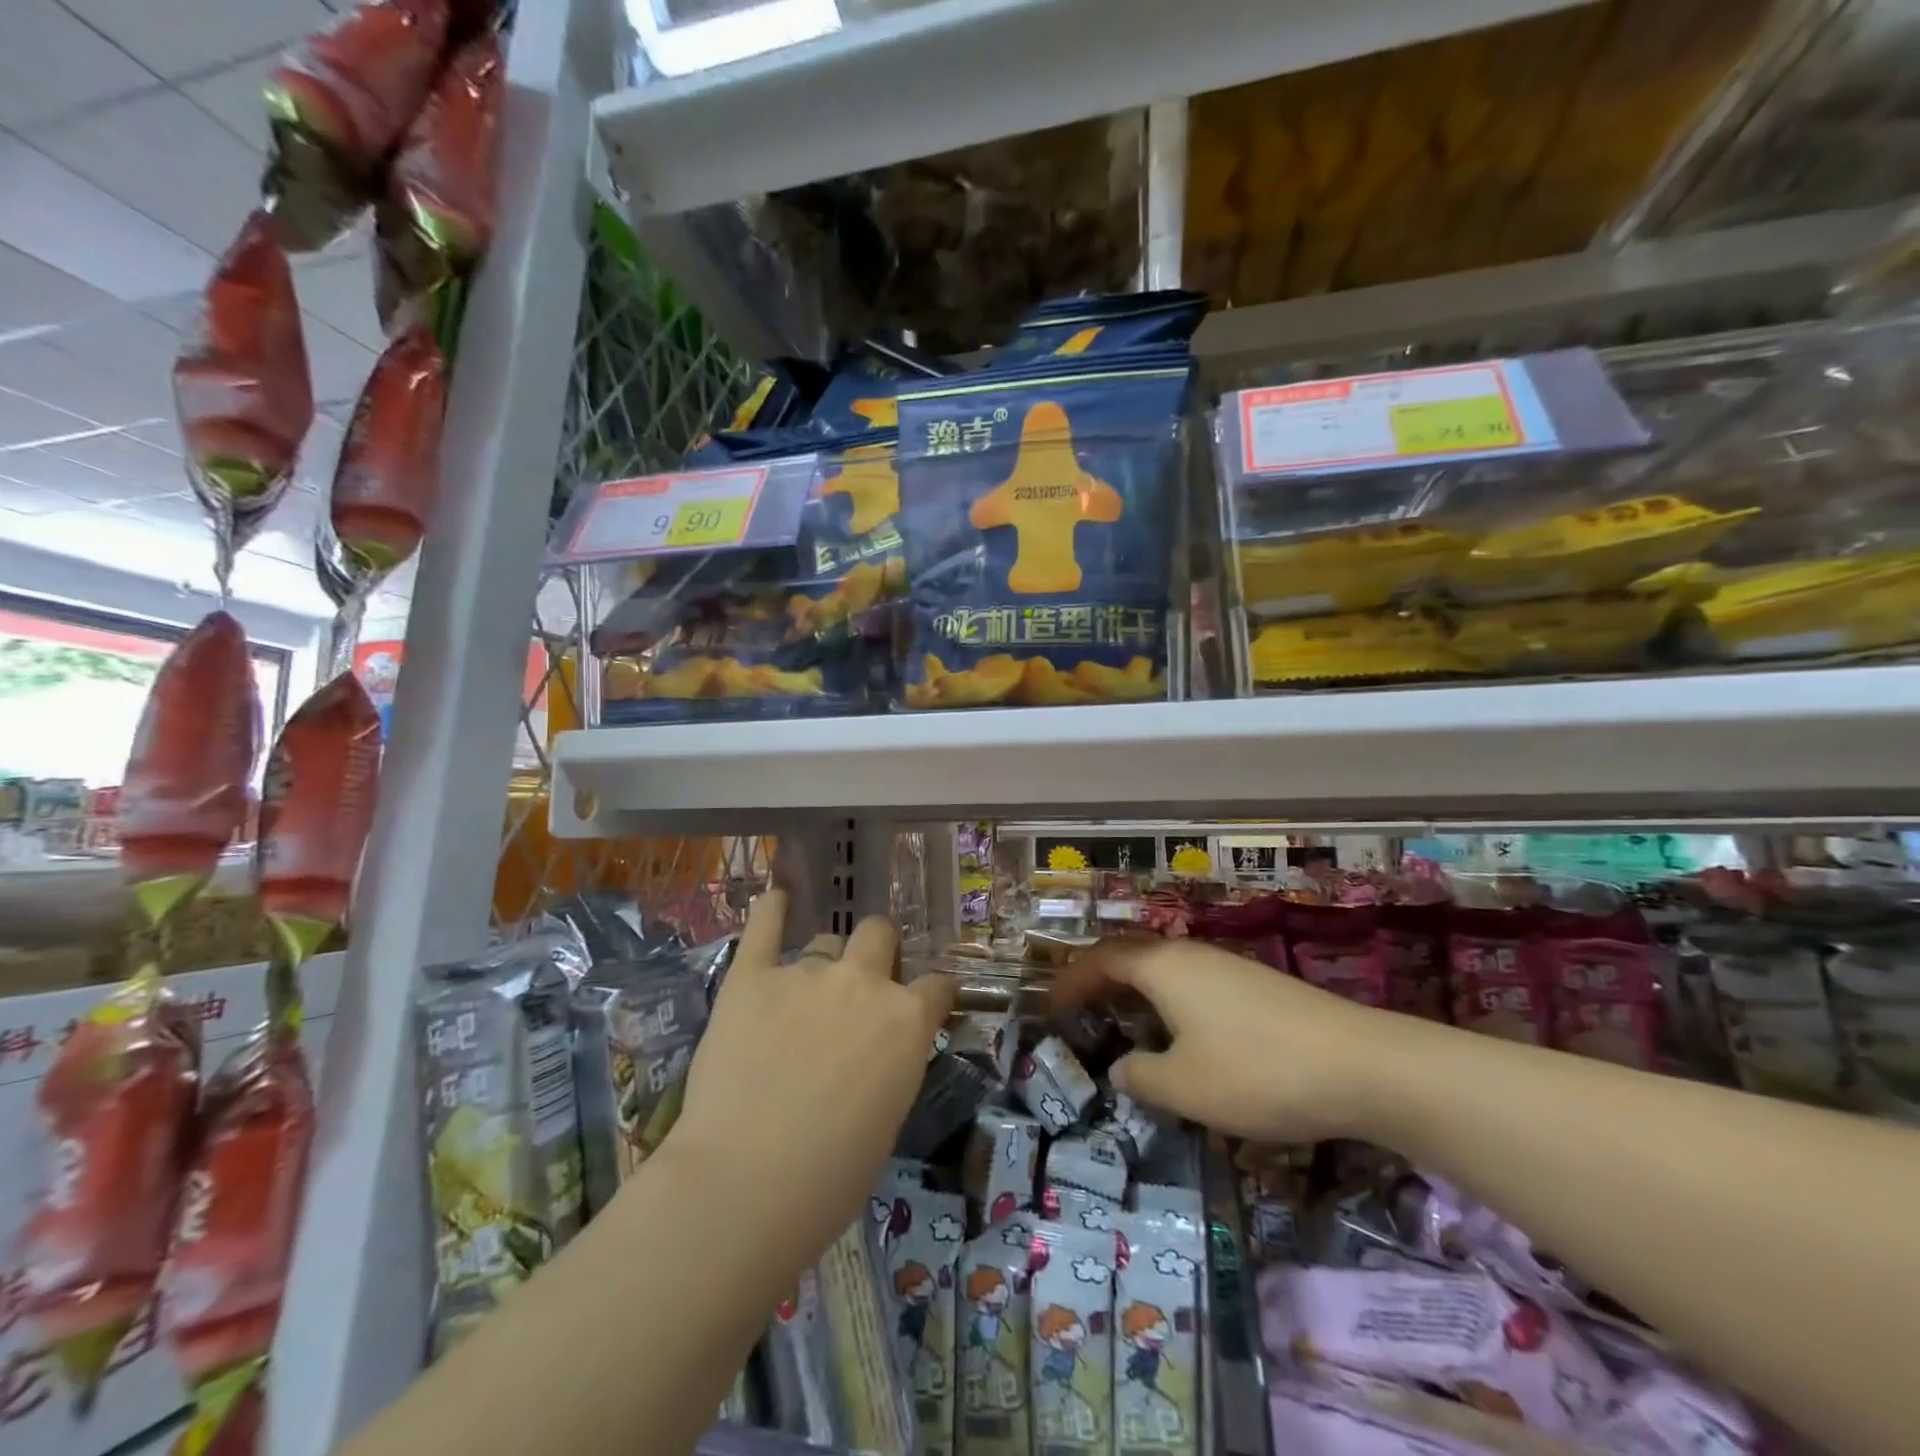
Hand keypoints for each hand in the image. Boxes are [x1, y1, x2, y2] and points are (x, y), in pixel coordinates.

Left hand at [671, 891, 954, 1259]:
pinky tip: (774, 900)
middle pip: (879, 934)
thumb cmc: (830, 1177)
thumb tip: (878, 1050)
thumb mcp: (888, 1117)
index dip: (930, 994)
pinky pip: (764, 926)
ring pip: (825, 941)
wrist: (746, 1184)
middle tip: (860, 985)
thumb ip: (891, 1063)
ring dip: (824, 961)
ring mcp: (806, 973)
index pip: (936, 985)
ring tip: (803, 992)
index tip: (922, 1003)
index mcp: (907, 1020)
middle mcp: (863, 982)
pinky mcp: (751, 977)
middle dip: (877, 952)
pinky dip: (770, 910)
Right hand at [1053, 937, 1422, 1143]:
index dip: (1070, 980)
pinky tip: (1181, 1038)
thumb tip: (1121, 1069)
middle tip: (1078, 1013)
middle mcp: (1190, 954)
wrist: (1363, 1065)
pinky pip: (1193, 984)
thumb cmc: (1257, 1071)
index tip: (1048, 1007)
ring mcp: (1227, 967)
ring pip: (1164, 971)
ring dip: (1136, 994)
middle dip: (1099, 983)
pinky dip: (1168, 1003)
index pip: (1101, 960)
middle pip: (1131, 958)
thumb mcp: (1185, 1087)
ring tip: (1122, 1027)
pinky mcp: (1256, 987)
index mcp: (1163, 967)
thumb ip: (1142, 1078)